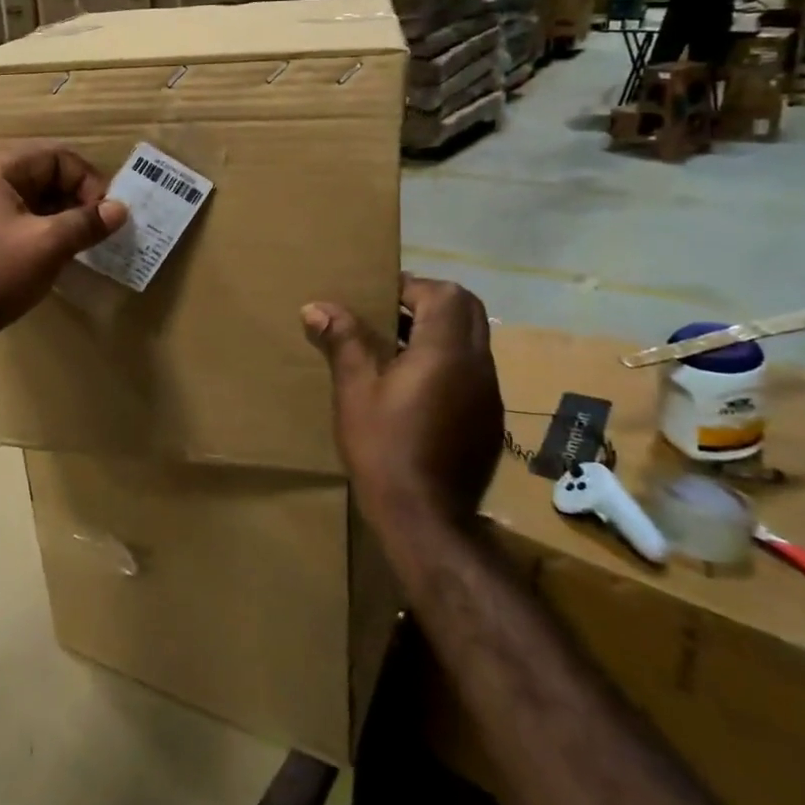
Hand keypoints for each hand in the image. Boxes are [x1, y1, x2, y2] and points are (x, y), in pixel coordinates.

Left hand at [0, 144, 126, 350]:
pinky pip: (15, 219)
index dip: (86, 180)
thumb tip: (120, 209)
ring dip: (60, 216)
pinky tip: (57, 253)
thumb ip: (86, 223)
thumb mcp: (46, 246)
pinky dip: (40, 229)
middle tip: (99, 228)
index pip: (53, 157)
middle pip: (41, 174)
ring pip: (29, 199)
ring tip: (83, 242)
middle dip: (75, 198)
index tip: (106, 213)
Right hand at [302, 276, 503, 530]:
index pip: (444, 294)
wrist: (426, 518)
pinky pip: (473, 371)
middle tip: (392, 313)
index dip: (412, 286)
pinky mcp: (489, 419)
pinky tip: (415, 389)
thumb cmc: (385, 447)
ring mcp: (489, 394)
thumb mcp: (355, 390)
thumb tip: (316, 306)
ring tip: (397, 348)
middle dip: (432, 301)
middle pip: (468, 310)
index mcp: (446, 352)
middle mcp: (477, 366)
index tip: (379, 296)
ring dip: (441, 332)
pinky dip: (449, 362)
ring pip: (473, 341)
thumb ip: (343, 341)